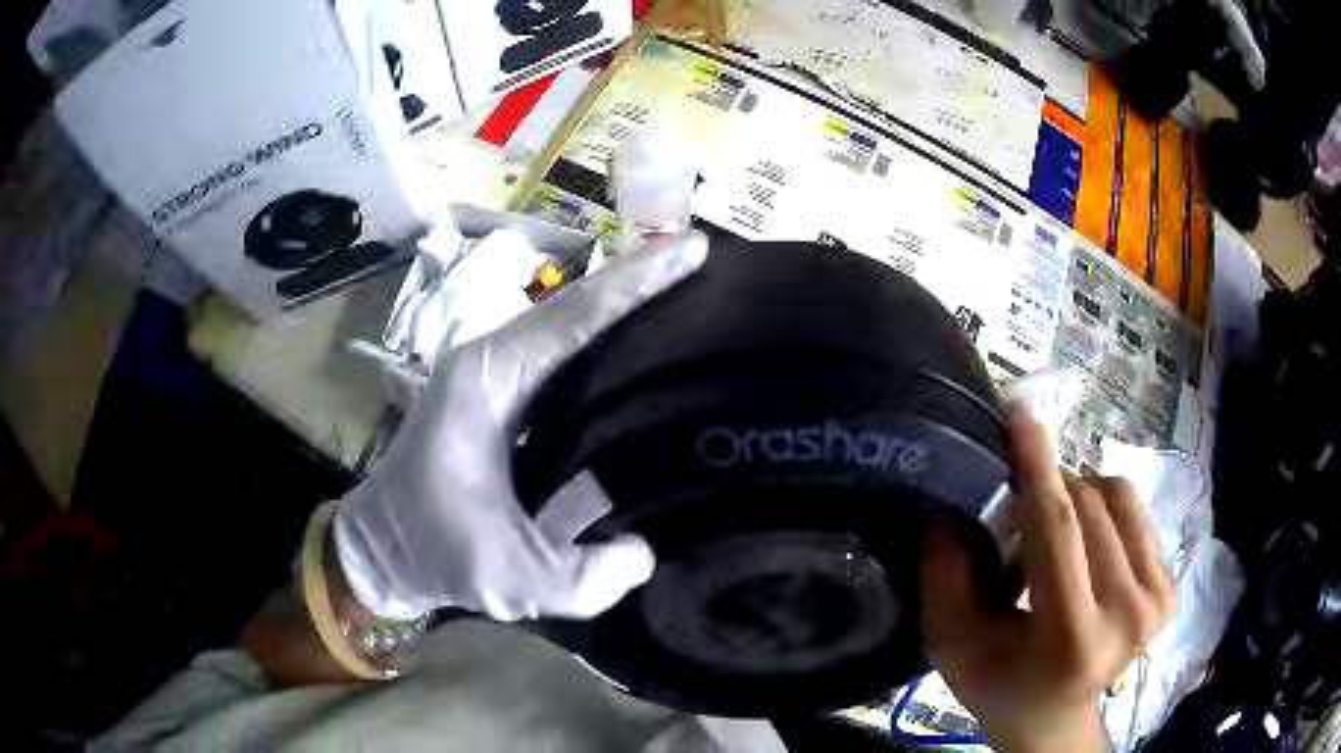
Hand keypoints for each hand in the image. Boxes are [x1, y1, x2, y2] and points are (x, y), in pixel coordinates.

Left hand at [334, 234, 708, 620]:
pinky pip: (568, 359)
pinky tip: (650, 357)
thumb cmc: (431, 551)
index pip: (575, 315)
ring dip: (629, 310)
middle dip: (644, 282)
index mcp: (488, 379)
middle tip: (710, 267)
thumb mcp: (508, 580)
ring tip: (694, 300)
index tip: (696, 248)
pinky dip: (610, 347)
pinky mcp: (507, 398)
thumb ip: (584, 579)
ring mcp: (498, 376)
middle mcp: (494, 360)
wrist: (382, 549)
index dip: (638, 281)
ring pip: (574, 327)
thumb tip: (645, 552)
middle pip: (580, 306)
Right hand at [921, 403, 1176, 752]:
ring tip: (1054, 531)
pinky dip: (1103, 507)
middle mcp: (1127, 617)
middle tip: (1018, 512)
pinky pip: (1134, 510)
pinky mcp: (1169, 588)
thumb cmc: (1000, 684)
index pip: (1058, 532)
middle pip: (1087, 506)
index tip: (1020, 412)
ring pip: (1115, 497)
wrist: (1055, 718)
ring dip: (1076, 495)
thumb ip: (945, 577)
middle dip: (1047, 489)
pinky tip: (1087, 541)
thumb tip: (953, 506)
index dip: (1037, 465)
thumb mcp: (954, 644)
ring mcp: (1156, 601)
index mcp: (1070, 642)